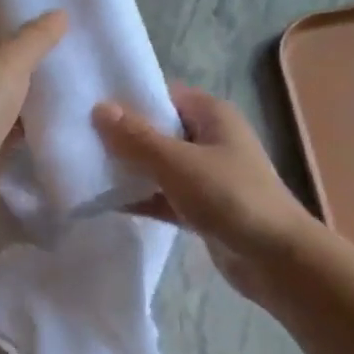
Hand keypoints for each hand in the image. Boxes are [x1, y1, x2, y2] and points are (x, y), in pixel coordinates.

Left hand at [0, 2, 67, 224]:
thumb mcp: (10, 63)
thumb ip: (36, 38)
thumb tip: (59, 14)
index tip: (29, 7)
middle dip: (17, 46)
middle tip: (54, 40)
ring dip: (23, 84)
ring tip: (61, 74)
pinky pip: (4, 123)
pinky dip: (24, 120)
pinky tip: (52, 116)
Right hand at [93, 84, 314, 302]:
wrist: (275, 258)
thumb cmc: (230, 197)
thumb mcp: (178, 163)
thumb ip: (137, 138)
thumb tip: (99, 109)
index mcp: (212, 115)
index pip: (164, 95)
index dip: (129, 99)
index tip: (89, 107)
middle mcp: (210, 139)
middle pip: (158, 131)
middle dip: (122, 137)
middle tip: (78, 140)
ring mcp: (206, 176)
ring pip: (158, 166)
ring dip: (129, 170)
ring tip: (83, 169)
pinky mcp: (200, 208)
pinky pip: (162, 196)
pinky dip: (140, 198)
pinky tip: (105, 203)